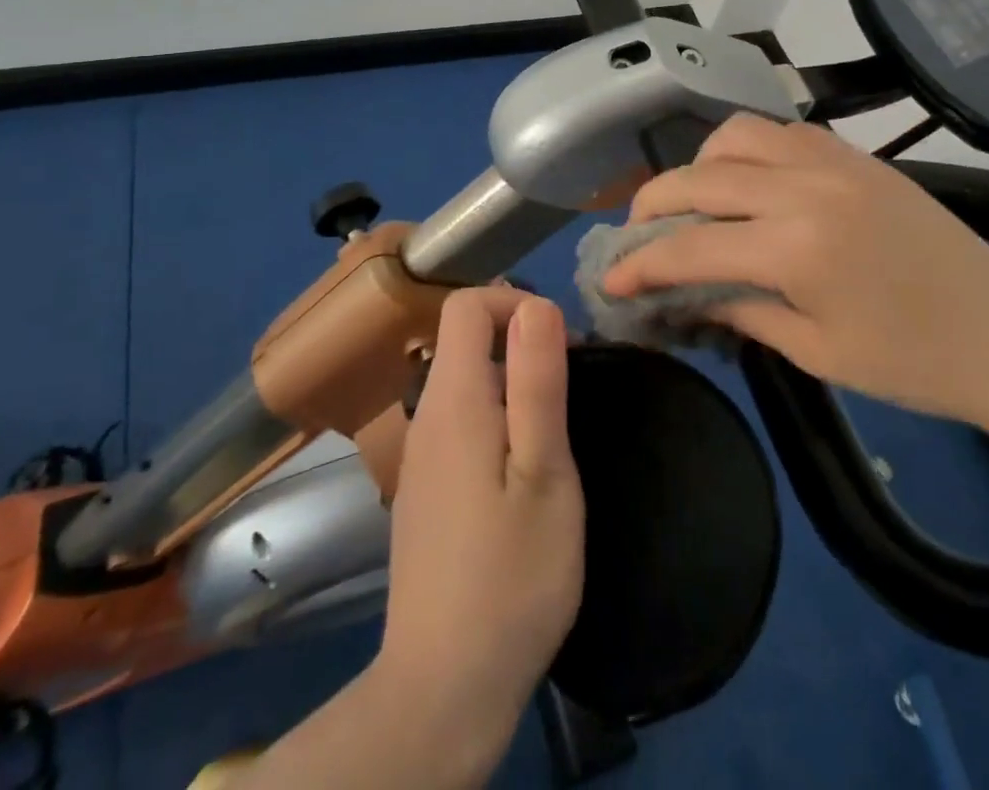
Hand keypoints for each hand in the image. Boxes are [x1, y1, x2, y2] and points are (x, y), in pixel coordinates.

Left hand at [373, 287, 584, 775]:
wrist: (446, 686)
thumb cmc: (512, 574)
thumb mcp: (544, 472)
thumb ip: (537, 382)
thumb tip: (536, 303)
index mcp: (452, 400)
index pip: (466, 305)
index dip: (513, 301)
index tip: (558, 343)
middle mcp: (425, 416)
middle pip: (462, 339)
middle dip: (519, 342)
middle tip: (567, 390)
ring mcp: (420, 455)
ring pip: (463, 381)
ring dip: (511, 382)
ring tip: (553, 432)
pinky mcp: (425, 489)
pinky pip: (459, 421)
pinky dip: (495, 418)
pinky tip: (522, 472)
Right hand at [603, 114, 988, 427]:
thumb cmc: (913, 362)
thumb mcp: (815, 351)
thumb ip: (741, 310)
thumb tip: (685, 296)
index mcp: (796, 247)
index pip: (691, 246)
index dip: (642, 264)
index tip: (611, 278)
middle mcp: (806, 187)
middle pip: (701, 178)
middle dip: (654, 204)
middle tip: (636, 234)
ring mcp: (834, 161)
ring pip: (737, 135)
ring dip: (700, 164)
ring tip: (694, 201)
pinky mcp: (855, 156)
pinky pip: (782, 132)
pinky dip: (746, 149)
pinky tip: (747, 182)